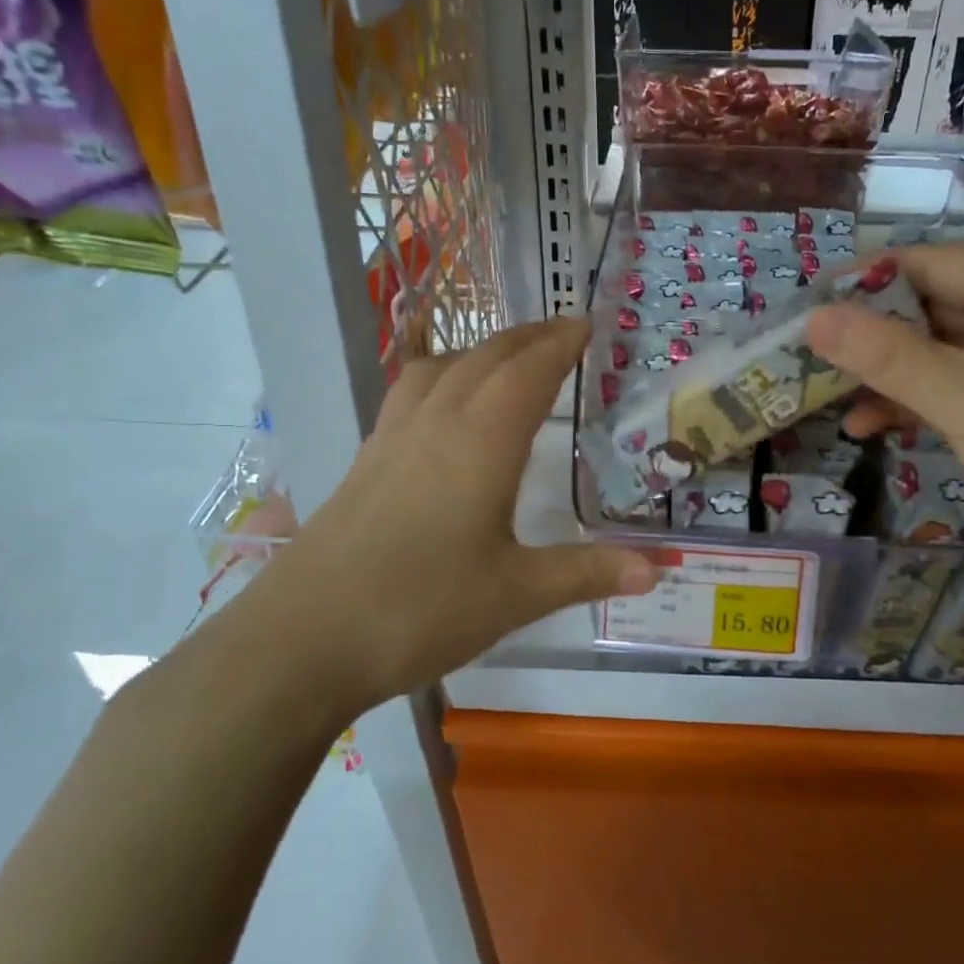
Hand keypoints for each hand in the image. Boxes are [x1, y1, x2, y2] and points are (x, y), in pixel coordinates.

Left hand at [235, 319, 656, 713]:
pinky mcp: (364, 463)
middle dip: (526, 338)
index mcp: (481, 443)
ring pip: (440, 369)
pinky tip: (440, 402)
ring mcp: (392, 440)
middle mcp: (435, 425)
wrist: (302, 640)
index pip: (528, 374)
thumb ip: (587, 573)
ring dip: (480, 350)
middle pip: (484, 359)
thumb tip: (660, 567)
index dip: (559, 345)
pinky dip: (439, 375)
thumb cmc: (421, 610)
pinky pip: (409, 394)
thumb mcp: (516, 595)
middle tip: (560, 330)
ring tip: (506, 355)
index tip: (585, 323)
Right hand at [806, 243, 963, 604]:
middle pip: (935, 307)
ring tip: (829, 395)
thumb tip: (815, 319)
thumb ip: (887, 356)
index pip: (937, 262)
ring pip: (939, 355)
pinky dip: (912, 404)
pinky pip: (953, 393)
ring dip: (887, 375)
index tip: (814, 300)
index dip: (872, 277)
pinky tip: (868, 427)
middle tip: (812, 351)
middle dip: (873, 332)